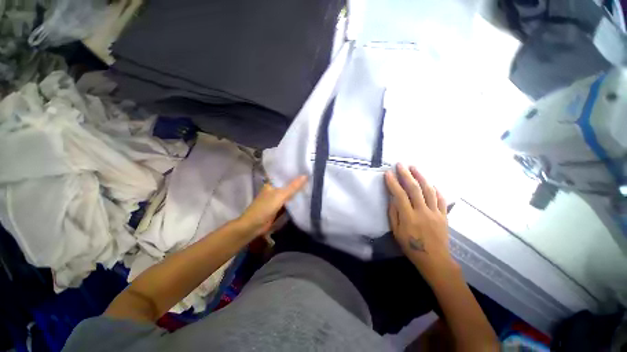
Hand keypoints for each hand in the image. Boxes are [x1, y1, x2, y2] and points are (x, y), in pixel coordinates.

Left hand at [237, 175, 306, 236]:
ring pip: (288, 193)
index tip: (306, 169)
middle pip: (287, 185)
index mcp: (271, 184)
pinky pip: (288, 202)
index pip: (284, 175)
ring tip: (310, 185)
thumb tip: (306, 175)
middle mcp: (273, 190)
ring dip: (296, 192)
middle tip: (311, 178)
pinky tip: (303, 197)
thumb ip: (293, 187)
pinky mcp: (278, 208)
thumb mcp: (280, 195)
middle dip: (297, 183)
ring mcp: (275, 199)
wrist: (253, 226)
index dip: (294, 173)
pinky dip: (294, 200)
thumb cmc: (265, 207)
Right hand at [385, 164, 456, 282]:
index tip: (388, 173)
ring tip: (414, 167)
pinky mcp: (443, 215)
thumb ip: (394, 214)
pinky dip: (435, 189)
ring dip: (421, 177)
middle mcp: (422, 212)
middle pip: (414, 189)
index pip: (399, 195)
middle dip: (406, 175)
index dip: (393, 183)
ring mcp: (435, 213)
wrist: (435, 259)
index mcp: (409, 217)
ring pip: (428, 190)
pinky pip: (440, 199)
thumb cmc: (411, 247)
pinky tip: (430, 183)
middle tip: (400, 164)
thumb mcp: (396, 232)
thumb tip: (392, 199)